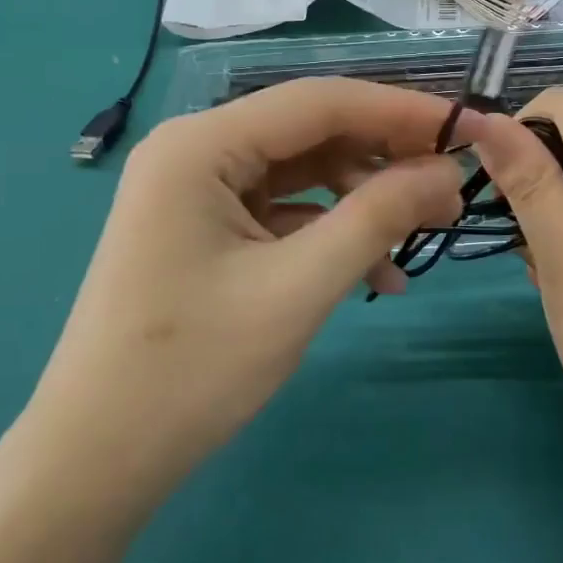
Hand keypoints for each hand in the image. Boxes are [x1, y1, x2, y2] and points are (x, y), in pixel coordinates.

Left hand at [22, 79, 482, 500]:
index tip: (467, 128)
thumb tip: (446, 172)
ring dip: (363, 201)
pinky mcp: (205, 230)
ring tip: (420, 236)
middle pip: (312, 133)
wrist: (95, 461)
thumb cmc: (192, 370)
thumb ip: (378, 218)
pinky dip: (330, 233)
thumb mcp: (299, 288)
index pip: (320, 102)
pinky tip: (375, 274)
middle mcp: (195, 151)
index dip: (400, 111)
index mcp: (201, 144)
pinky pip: (283, 212)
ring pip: (303, 173)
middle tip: (451, 191)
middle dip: (385, 159)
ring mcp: (197, 192)